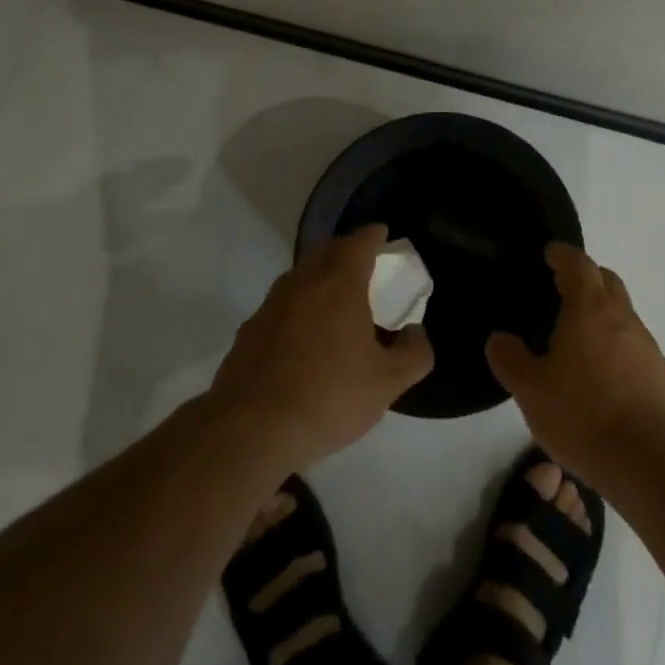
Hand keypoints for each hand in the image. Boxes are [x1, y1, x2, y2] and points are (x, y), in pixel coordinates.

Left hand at [208, 224, 433, 471]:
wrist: (250, 429)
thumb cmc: (328, 396)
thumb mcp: (387, 383)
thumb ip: (413, 354)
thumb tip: (415, 333)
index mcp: (339, 283)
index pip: (358, 243)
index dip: (373, 236)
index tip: (382, 235)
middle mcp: (303, 283)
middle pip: (326, 251)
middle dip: (346, 250)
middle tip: (364, 264)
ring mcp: (271, 305)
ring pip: (300, 276)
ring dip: (319, 277)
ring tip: (335, 298)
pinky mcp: (249, 331)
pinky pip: (281, 305)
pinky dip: (298, 307)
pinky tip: (303, 336)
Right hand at [487, 242, 664, 488]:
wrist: (650, 463)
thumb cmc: (583, 416)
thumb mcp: (531, 391)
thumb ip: (510, 359)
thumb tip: (498, 338)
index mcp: (589, 309)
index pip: (578, 264)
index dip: (563, 254)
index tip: (550, 253)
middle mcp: (622, 317)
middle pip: (607, 281)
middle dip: (586, 276)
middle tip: (563, 288)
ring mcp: (647, 346)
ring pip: (624, 313)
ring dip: (604, 313)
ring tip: (580, 337)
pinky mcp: (662, 376)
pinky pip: (636, 346)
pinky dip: (618, 346)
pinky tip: (604, 376)